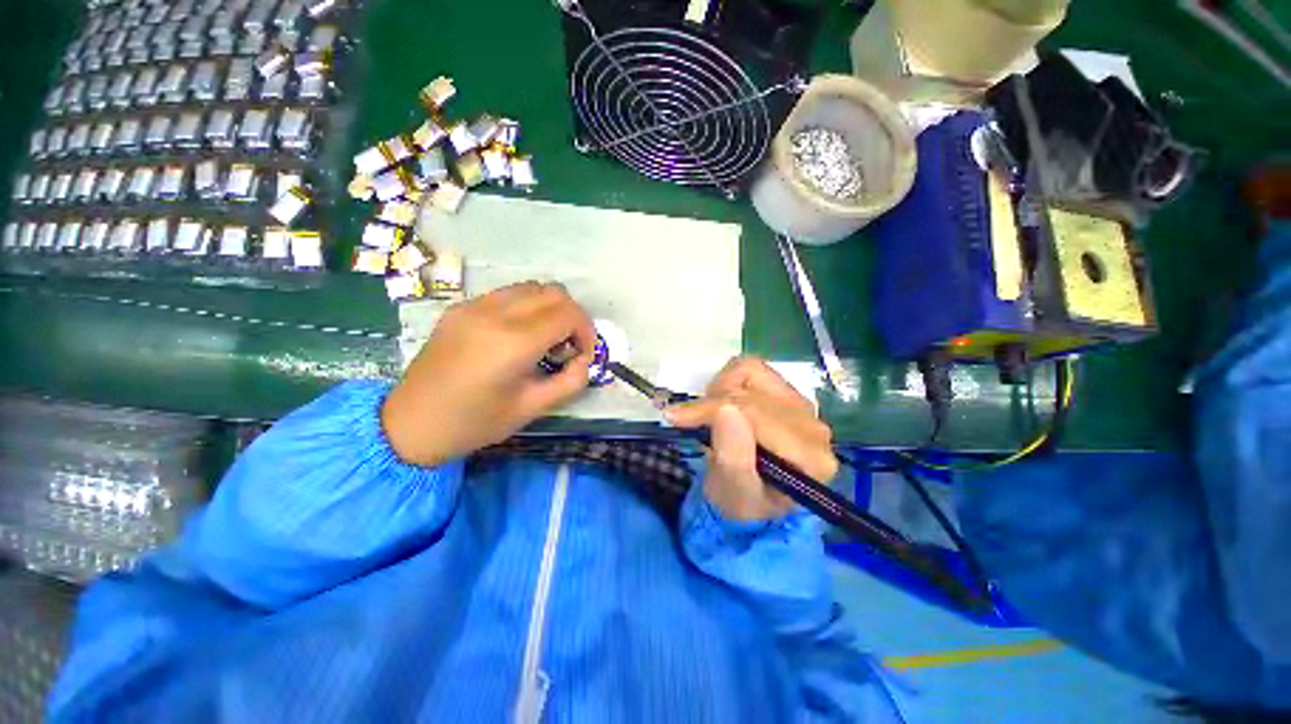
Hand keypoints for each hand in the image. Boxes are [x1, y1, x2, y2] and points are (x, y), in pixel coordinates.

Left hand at [382, 282, 596, 466]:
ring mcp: (473, 305)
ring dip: (550, 308)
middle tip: (568, 346)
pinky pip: (507, 294)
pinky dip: (526, 307)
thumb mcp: (532, 409)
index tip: (583, 355)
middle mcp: (494, 313)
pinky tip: (518, 335)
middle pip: (554, 292)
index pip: (568, 313)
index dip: (587, 331)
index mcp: (513, 342)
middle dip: (572, 317)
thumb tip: (584, 360)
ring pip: (531, 287)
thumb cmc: (474, 423)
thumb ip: (571, 381)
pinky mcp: (460, 307)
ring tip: (545, 339)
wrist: (409, 424)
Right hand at [666, 357, 837, 520]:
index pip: (755, 414)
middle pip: (752, 392)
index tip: (676, 419)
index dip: (711, 411)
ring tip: (708, 416)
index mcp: (809, 457)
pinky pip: (752, 369)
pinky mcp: (787, 393)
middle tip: (686, 420)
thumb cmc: (743, 503)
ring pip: (752, 372)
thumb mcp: (734, 494)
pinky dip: (728, 380)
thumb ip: (734, 459)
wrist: (752, 499)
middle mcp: (813, 426)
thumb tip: (725, 410)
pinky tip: (722, 405)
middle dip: (711, 404)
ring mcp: (802, 406)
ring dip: (720, 389)